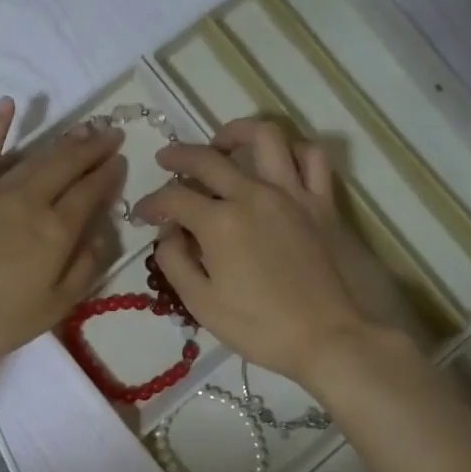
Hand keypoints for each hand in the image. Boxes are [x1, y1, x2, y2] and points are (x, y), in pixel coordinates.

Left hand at [0, 98, 124, 365]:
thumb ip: (85, 268)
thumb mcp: (55, 307)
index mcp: (56, 231)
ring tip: (81, 128)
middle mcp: (29, 201)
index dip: (108, 175)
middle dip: (92, 148)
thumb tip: (103, 235)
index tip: (121, 160)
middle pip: (66, 166)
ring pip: (34, 157)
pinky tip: (8, 104)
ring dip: (61, 140)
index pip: (90, 193)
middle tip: (110, 133)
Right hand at [132, 117, 419, 384]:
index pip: (173, 198)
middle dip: (179, 156)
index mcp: (219, 222)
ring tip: (223, 144)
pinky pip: (312, 158)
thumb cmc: (260, 328)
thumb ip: (176, 262)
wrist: (328, 338)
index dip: (151, 204)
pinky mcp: (323, 203)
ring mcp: (293, 194)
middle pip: (208, 158)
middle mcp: (253, 195)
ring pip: (265, 136)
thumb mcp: (202, 304)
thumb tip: (169, 234)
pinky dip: (293, 150)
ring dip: (236, 133)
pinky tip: (279, 162)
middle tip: (165, 160)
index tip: (142, 215)